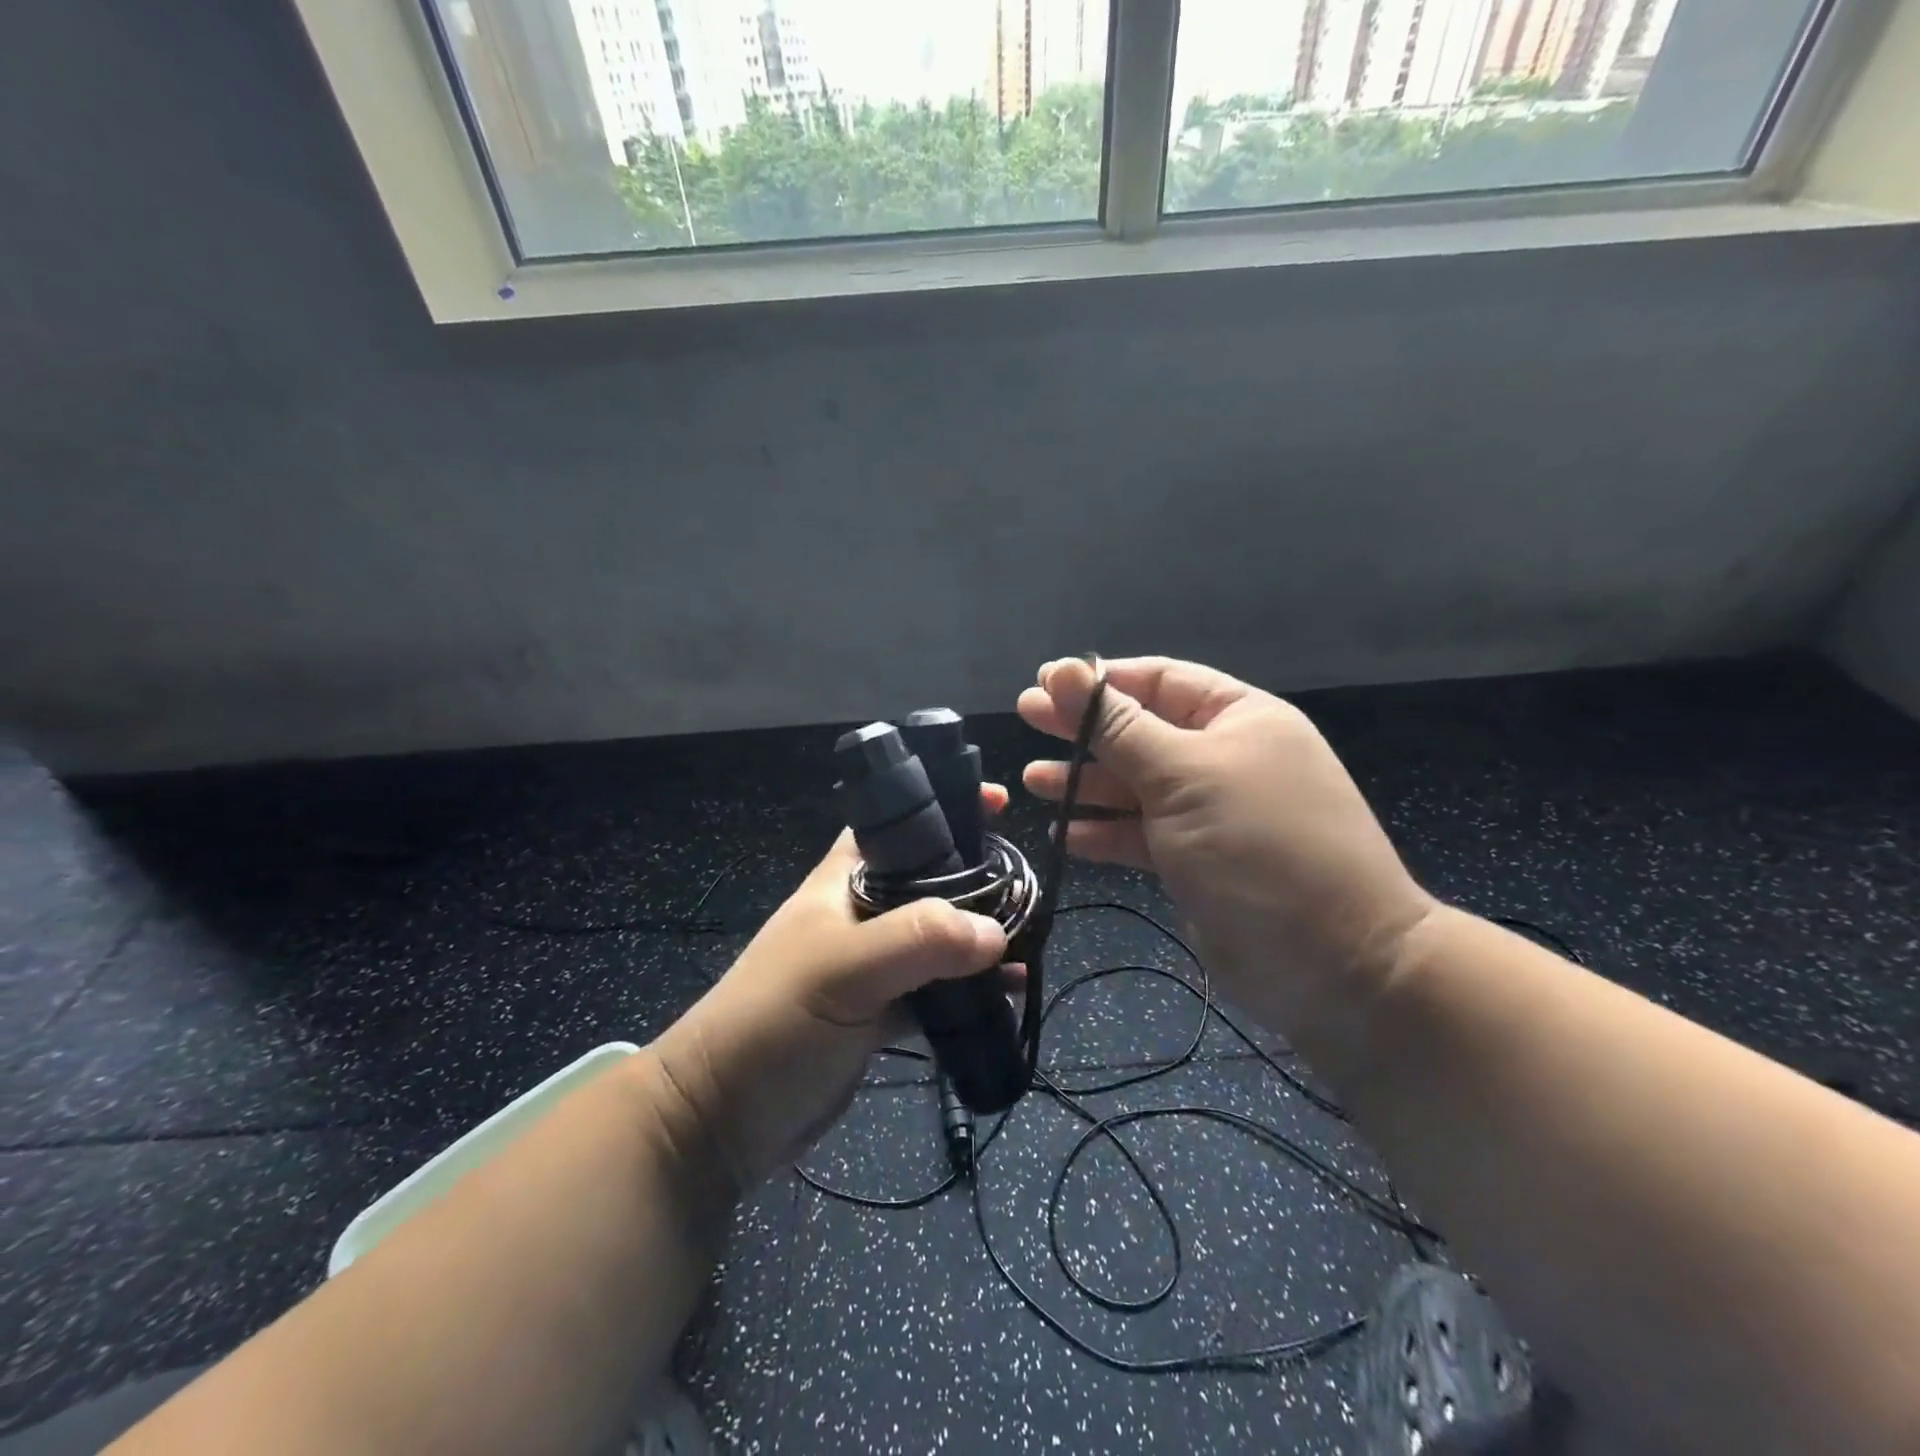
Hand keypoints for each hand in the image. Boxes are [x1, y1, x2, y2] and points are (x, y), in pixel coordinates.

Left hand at [648, 797, 1010, 1188]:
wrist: (723, 1117)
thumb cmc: (774, 1022)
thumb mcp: (842, 969)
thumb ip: (919, 940)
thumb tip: (997, 932)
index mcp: (844, 880)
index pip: (898, 825)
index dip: (944, 808)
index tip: (998, 804)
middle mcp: (860, 913)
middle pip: (929, 880)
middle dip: (977, 877)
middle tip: (1028, 884)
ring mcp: (871, 965)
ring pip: (937, 937)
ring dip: (979, 938)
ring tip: (1032, 939)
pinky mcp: (879, 1012)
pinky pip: (935, 990)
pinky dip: (969, 990)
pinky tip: (1009, 994)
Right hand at [1018, 657, 1433, 1036]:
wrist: (1335, 965)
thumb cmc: (1259, 848)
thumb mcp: (1184, 775)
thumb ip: (1118, 726)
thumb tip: (1066, 672)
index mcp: (1237, 719)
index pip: (1159, 681)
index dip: (1100, 681)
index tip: (1044, 684)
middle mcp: (1223, 758)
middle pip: (1140, 732)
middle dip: (1082, 729)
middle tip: (1025, 721)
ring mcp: (1209, 813)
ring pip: (1135, 786)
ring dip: (1085, 783)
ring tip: (1031, 781)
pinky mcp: (1195, 861)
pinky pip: (1141, 834)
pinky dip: (1104, 832)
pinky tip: (1064, 834)